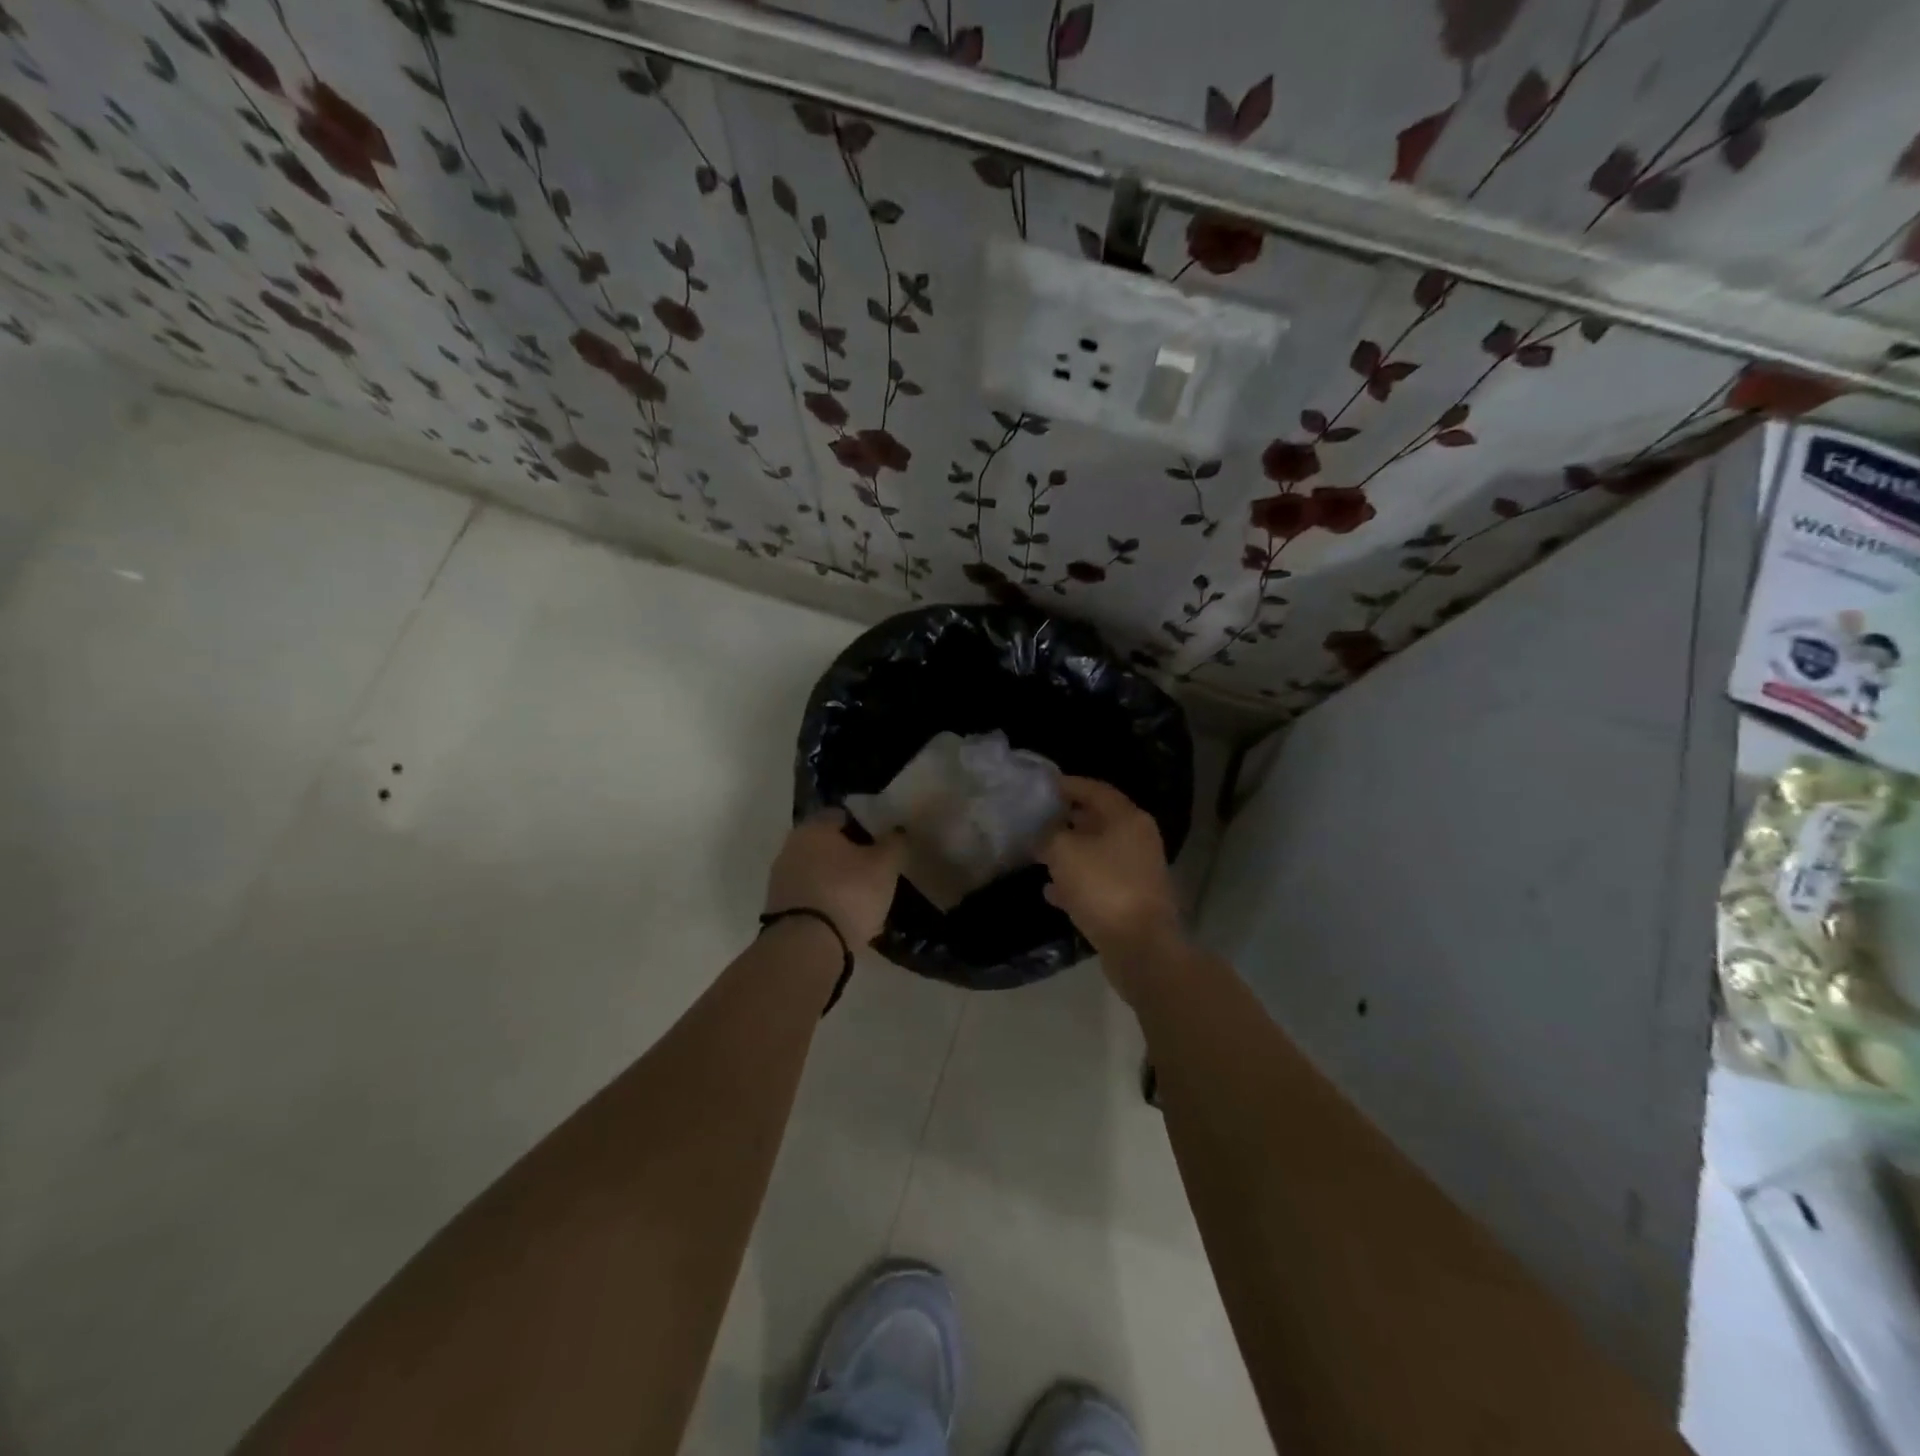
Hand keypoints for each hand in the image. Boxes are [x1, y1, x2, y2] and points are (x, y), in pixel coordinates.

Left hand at [764, 810, 904, 948]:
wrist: (806, 946)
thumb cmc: (849, 893)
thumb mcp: (885, 866)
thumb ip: (894, 843)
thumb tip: (896, 831)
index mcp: (814, 827)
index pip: (842, 814)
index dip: (864, 825)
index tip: (881, 842)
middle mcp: (791, 846)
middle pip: (826, 844)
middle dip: (849, 855)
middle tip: (874, 870)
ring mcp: (780, 879)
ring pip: (817, 872)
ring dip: (836, 880)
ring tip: (863, 899)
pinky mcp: (778, 909)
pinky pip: (810, 897)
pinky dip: (826, 903)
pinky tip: (845, 918)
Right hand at [1039, 776, 1183, 969]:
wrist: (1140, 946)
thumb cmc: (1103, 887)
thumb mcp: (1064, 852)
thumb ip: (1048, 835)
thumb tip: (1043, 833)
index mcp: (1127, 818)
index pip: (1094, 789)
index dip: (1067, 785)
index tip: (1041, 786)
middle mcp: (1137, 838)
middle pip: (1097, 820)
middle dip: (1066, 820)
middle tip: (1036, 820)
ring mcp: (1137, 870)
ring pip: (1096, 852)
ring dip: (1070, 852)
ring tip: (1039, 854)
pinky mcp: (1131, 898)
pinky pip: (1099, 881)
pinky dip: (1077, 882)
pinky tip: (1052, 891)